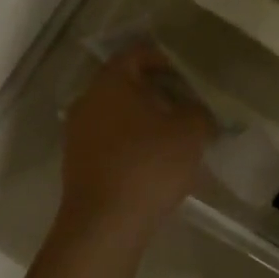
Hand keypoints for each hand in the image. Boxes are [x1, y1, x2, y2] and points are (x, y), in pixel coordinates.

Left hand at [57, 43, 213, 242]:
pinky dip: (132, 144)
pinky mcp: (78, 163)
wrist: (105, 224)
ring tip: (175, 137)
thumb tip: (198, 113)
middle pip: (125, 85)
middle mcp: (88, 100)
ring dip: (144, 121)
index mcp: (111, 82)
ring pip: (117, 115)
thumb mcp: (191, 133)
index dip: (163, 59)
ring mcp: (78, 133)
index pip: (136, 54)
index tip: (186, 74)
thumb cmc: (148, 165)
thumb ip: (200, 113)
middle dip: (157, 92)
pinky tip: (156, 163)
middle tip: (186, 105)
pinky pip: (110, 141)